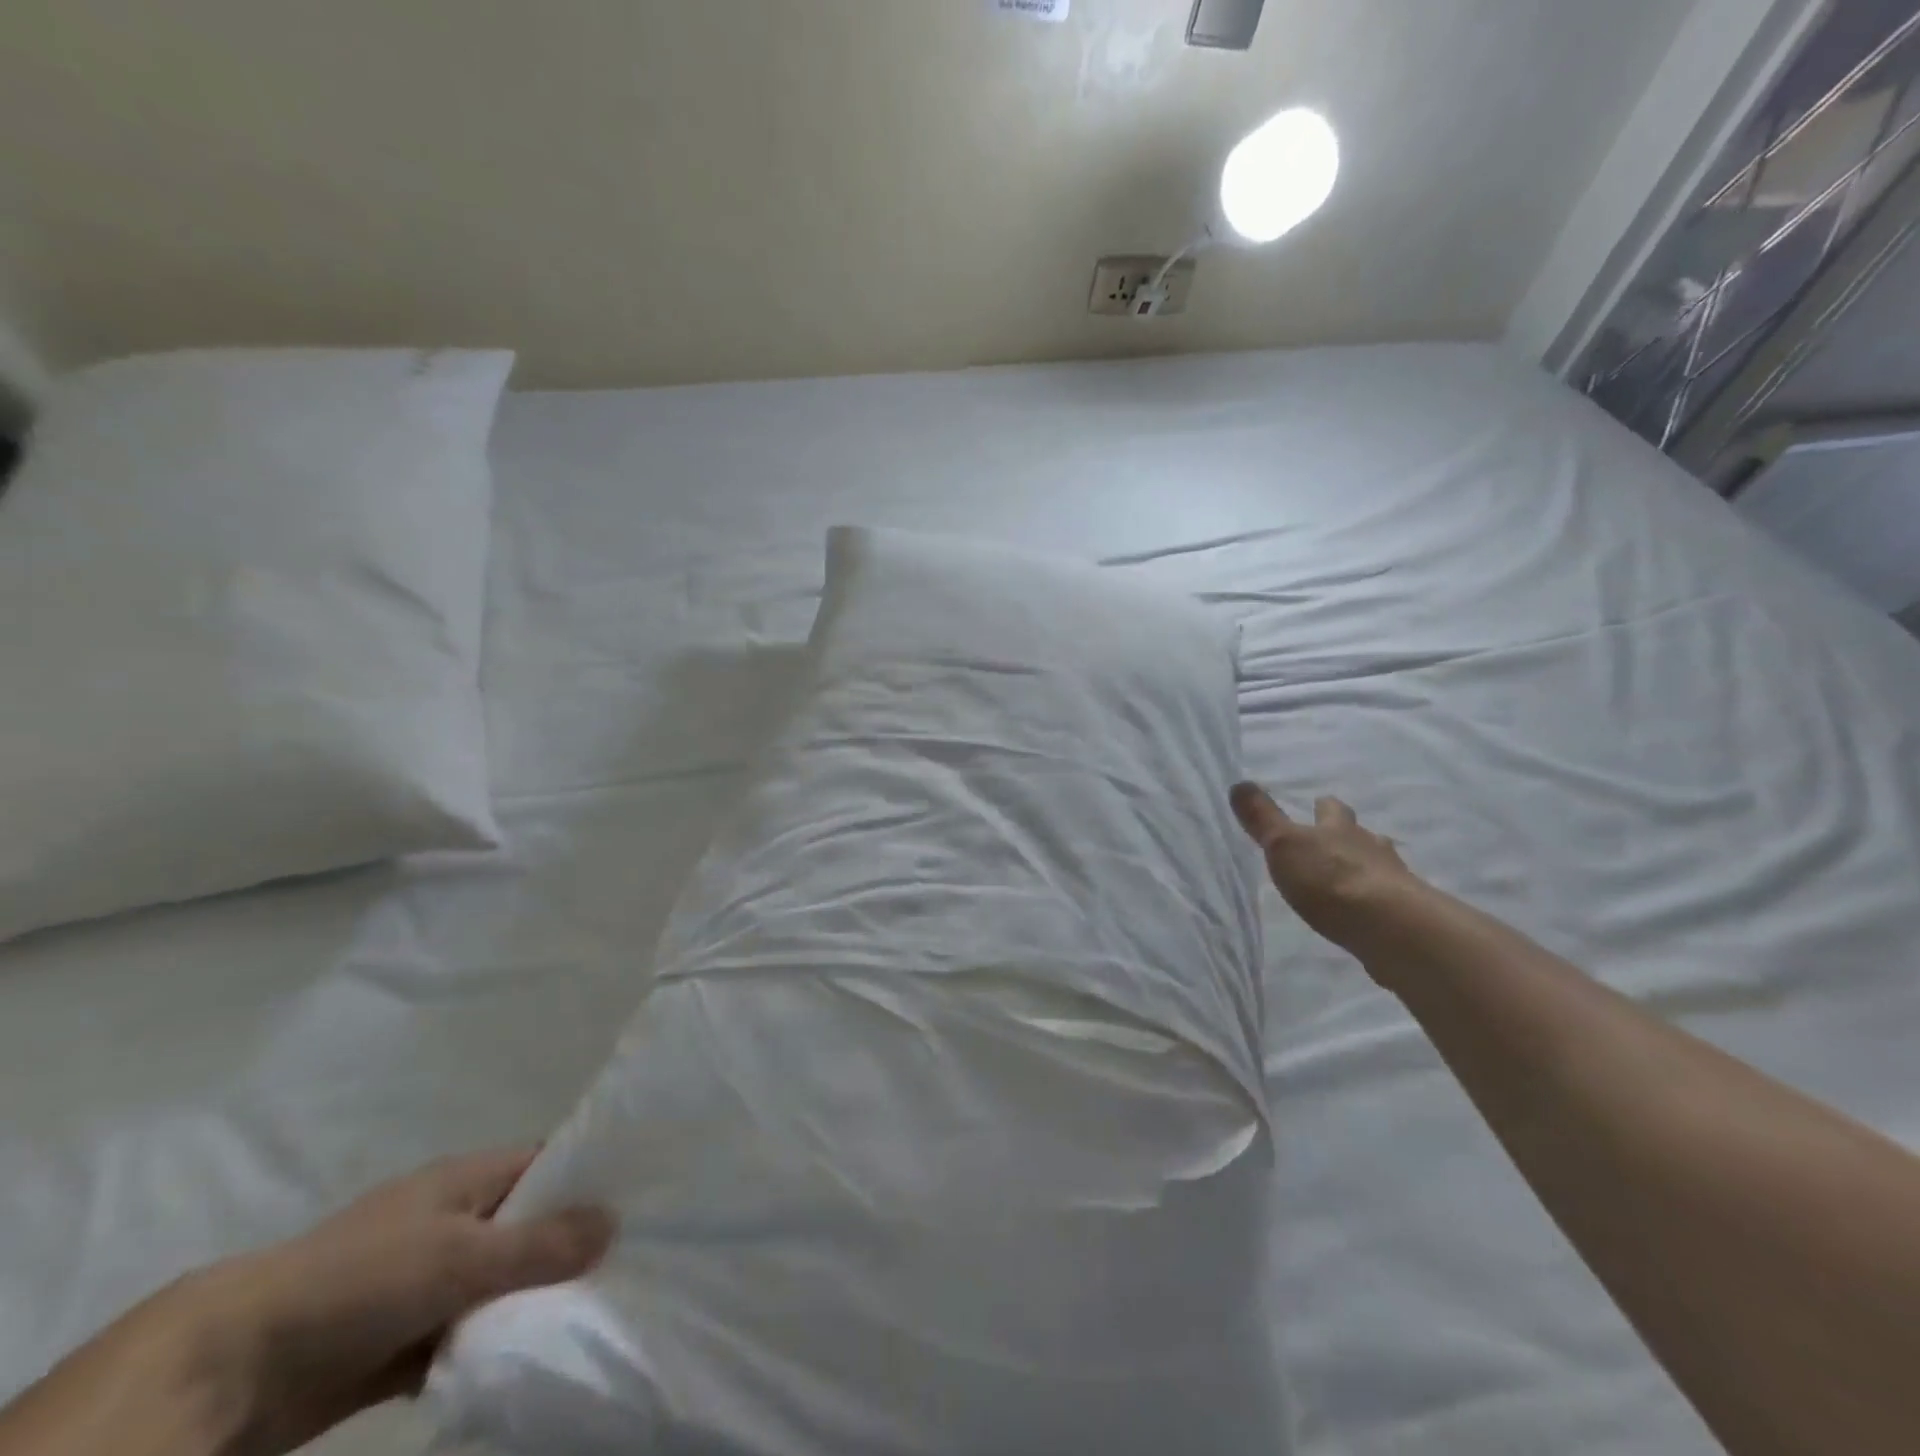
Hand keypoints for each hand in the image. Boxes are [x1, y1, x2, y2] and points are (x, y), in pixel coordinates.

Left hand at [176, 1149, 610, 1455]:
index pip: (547, 1162)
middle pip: (529, 1224)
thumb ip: (540, 1243)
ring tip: (597, 1308)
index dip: (591, 1174)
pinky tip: (536, 1353)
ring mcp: (425, 1280)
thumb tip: (616, 1221)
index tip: (640, 1195)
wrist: (228, 1370)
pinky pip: (468, 1332)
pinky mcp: (403, 1339)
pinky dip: (495, 1341)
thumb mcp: (461, 1256)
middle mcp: (452, 1220)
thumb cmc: (361, 1279)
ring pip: (500, 1282)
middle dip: (571, 1244)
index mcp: (466, 1178)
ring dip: (534, 1299)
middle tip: (630, 1262)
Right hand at [1230, 781, 1427, 961]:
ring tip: (1349, 881)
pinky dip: (1377, 901)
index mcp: (1338, 828)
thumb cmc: (1330, 879)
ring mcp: (1393, 879)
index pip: (1331, 809)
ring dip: (1365, 868)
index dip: (1323, 808)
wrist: (1390, 927)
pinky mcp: (1405, 913)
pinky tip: (1367, 914)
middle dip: (1347, 836)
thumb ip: (1263, 818)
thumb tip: (1238, 783)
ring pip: (1378, 864)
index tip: (1317, 805)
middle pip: (1360, 834)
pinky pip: (1389, 900)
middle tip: (1333, 843)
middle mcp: (1370, 846)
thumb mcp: (1283, 845)